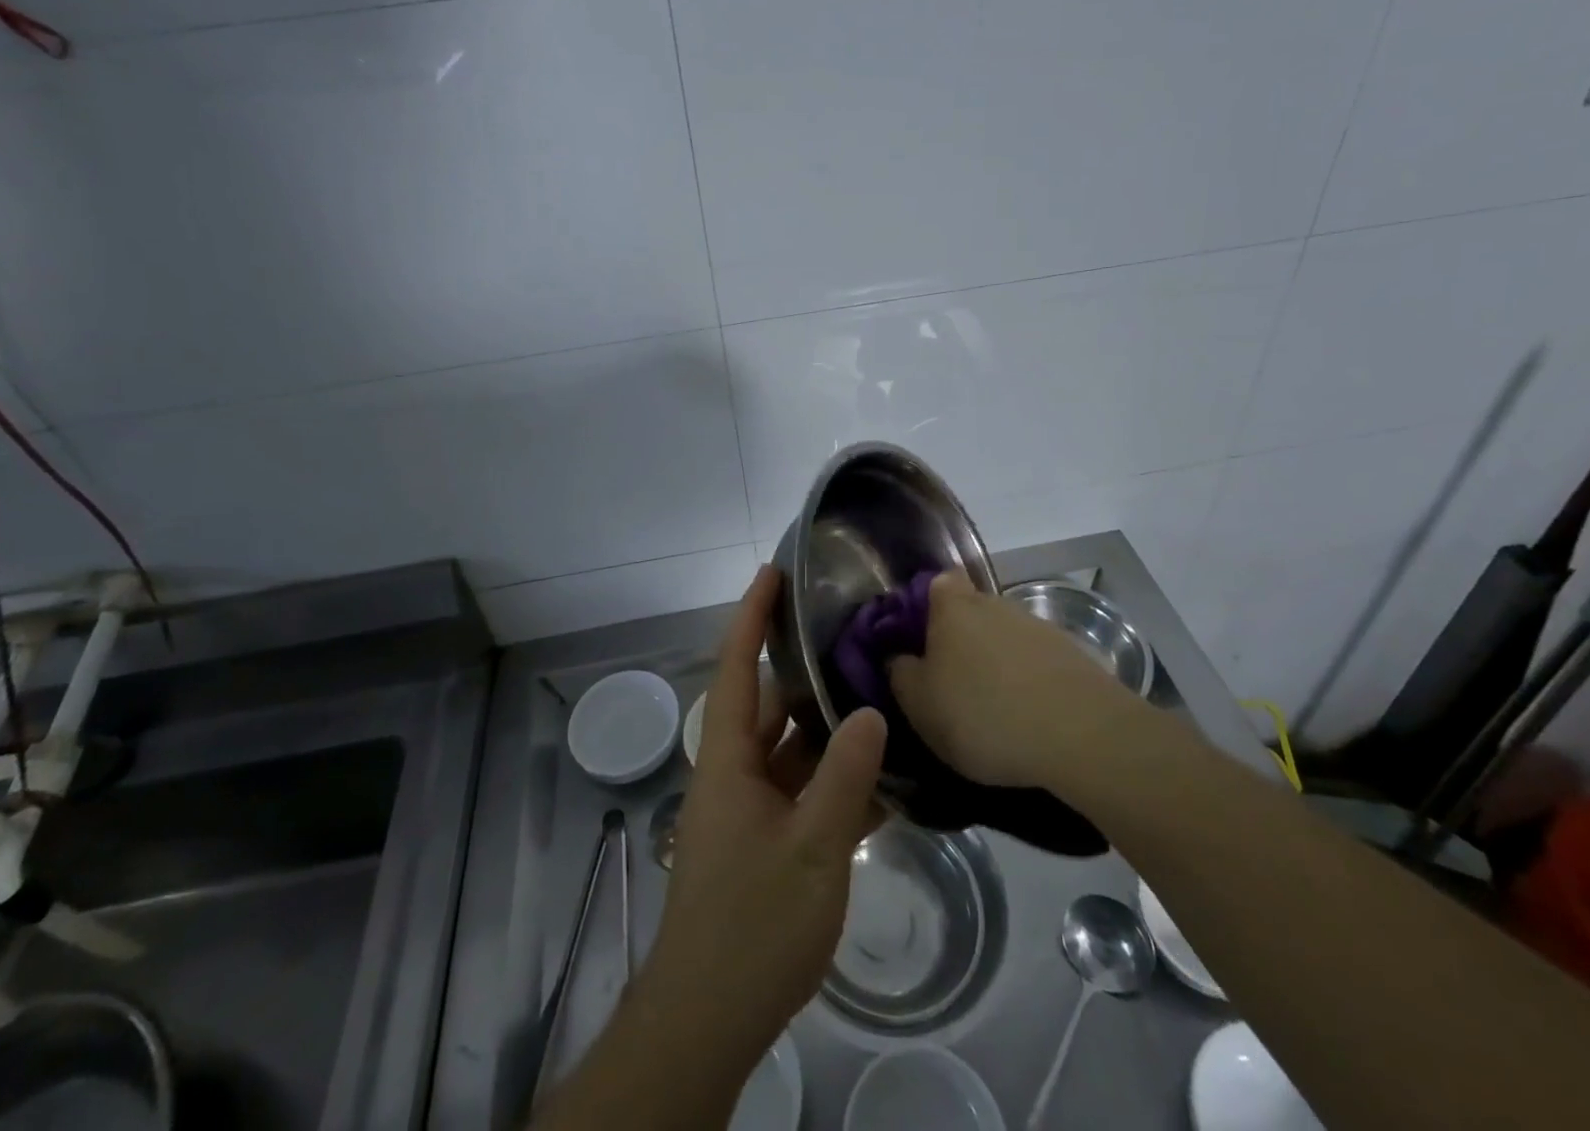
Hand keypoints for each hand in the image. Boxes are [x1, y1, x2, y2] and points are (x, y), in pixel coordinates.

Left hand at [641, 566, 886, 1066]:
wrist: (708, 1019)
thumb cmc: (752, 925)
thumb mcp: (811, 849)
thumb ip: (844, 778)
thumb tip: (872, 712)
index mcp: (728, 760)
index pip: (735, 667)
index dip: (751, 616)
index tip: (772, 572)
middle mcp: (734, 773)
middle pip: (770, 706)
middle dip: (808, 675)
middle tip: (858, 644)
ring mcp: (749, 808)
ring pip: (791, 750)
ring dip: (828, 732)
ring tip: (879, 699)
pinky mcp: (765, 840)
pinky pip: (801, 792)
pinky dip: (834, 781)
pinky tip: (881, 780)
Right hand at [889, 572, 1126, 787]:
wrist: (1082, 734)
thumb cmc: (983, 713)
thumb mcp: (920, 704)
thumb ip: (900, 673)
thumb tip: (897, 656)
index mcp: (952, 606)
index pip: (937, 582)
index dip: (926, 605)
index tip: (919, 640)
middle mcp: (995, 603)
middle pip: (971, 611)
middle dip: (961, 639)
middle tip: (951, 682)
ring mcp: (1038, 626)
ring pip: (1005, 637)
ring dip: (996, 662)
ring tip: (992, 709)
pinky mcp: (1072, 655)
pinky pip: (1036, 662)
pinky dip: (1028, 682)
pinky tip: (1027, 718)